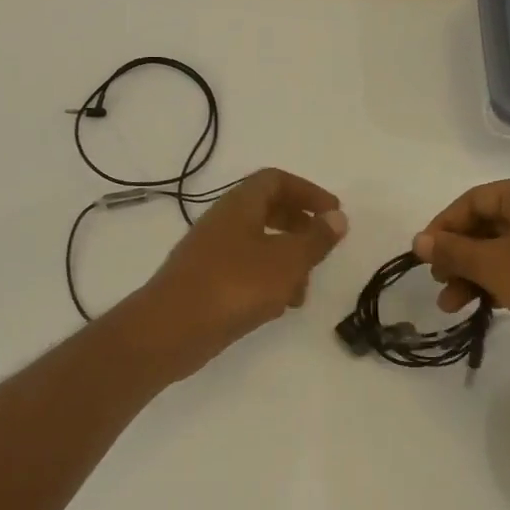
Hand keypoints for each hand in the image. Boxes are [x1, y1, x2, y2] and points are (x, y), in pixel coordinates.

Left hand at [126, 168, 347, 378]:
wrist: (172, 328)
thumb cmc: (235, 285)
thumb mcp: (287, 260)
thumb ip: (315, 238)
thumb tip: (337, 216)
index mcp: (239, 205)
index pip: (275, 180)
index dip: (307, 191)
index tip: (333, 213)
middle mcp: (222, 222)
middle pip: (266, 210)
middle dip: (298, 227)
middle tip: (321, 248)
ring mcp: (210, 253)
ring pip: (257, 245)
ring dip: (285, 262)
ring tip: (302, 292)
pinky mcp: (205, 282)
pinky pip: (243, 271)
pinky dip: (266, 282)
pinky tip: (277, 308)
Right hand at [412, 175, 509, 324]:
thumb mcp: (490, 264)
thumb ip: (451, 251)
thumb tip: (419, 241)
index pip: (471, 201)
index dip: (442, 228)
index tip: (424, 257)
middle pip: (489, 226)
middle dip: (459, 259)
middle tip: (441, 285)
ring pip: (509, 247)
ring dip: (478, 274)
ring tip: (457, 307)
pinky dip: (506, 278)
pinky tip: (491, 304)